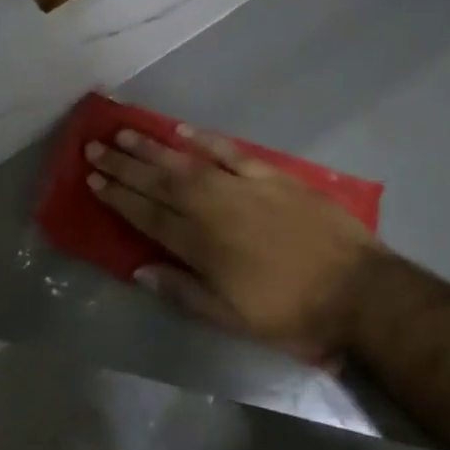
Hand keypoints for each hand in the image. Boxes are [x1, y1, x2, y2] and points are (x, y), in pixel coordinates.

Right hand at [84, 127, 382, 363]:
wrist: (357, 290)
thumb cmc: (291, 313)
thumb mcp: (232, 319)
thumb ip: (183, 292)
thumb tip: (139, 270)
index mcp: (201, 245)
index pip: (147, 215)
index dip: (118, 196)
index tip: (93, 179)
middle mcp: (213, 208)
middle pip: (159, 181)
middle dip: (124, 165)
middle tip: (95, 147)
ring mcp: (242, 187)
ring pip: (187, 161)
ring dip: (152, 147)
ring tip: (124, 132)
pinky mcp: (271, 175)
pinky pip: (230, 151)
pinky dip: (205, 139)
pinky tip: (182, 130)